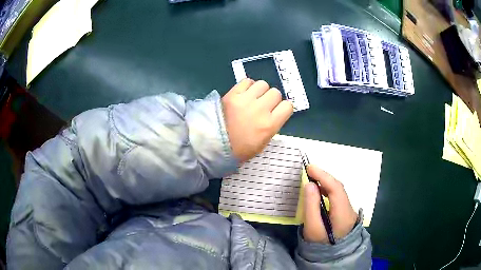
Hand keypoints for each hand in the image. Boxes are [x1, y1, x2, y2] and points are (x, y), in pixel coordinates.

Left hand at [222, 79, 292, 161]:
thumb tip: (274, 113)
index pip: (288, 106)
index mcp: (269, 125)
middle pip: (276, 93)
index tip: (277, 111)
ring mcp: (245, 100)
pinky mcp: (232, 94)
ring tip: (253, 98)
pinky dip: (248, 86)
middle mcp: (260, 109)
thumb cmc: (238, 149)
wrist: (213, 145)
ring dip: (260, 90)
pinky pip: (247, 81)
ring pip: (263, 84)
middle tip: (264, 105)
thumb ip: (271, 125)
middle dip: (271, 99)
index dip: (283, 108)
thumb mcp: (262, 143)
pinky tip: (244, 94)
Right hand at [303, 165, 357, 242]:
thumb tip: (310, 184)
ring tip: (313, 177)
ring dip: (326, 182)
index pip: (336, 189)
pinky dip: (328, 190)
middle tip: (309, 170)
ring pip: (339, 191)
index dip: (323, 176)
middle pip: (339, 188)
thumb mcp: (312, 228)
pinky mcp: (345, 212)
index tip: (310, 168)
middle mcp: (349, 209)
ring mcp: (349, 210)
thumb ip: (311, 206)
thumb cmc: (321, 244)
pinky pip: (338, 196)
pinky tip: (320, 190)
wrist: (333, 257)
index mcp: (343, 213)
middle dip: (324, 177)